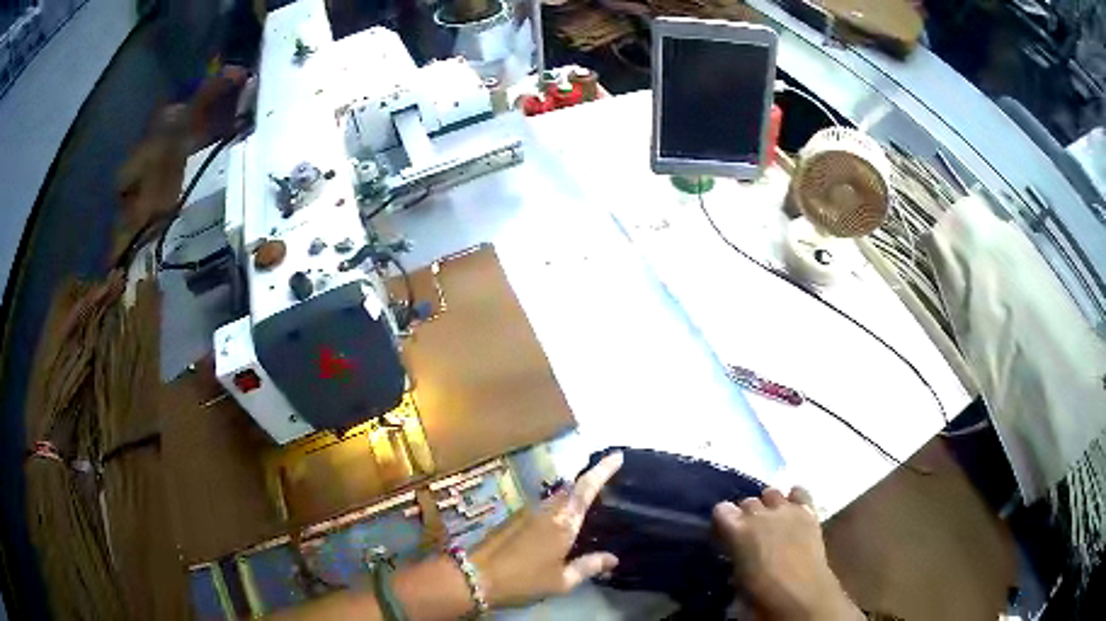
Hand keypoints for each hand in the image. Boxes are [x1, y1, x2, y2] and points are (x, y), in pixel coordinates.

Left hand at [471, 452, 622, 607]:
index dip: (602, 470)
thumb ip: (588, 567)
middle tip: (609, 479)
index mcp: (563, 523)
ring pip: (557, 497)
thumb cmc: (524, 580)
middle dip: (590, 480)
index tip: (617, 455)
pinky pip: (544, 507)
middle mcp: (547, 510)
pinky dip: (558, 507)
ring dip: (573, 494)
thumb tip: (613, 559)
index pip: (586, 489)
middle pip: (572, 488)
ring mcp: (527, 512)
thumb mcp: (561, 581)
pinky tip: (562, 521)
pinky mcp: (514, 519)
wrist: (476, 577)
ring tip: (590, 501)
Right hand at [713, 487, 863, 620]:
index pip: (721, 509)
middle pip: (748, 501)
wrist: (802, 595)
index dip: (723, 522)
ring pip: (772, 493)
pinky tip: (792, 510)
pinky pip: (799, 492)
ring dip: (769, 505)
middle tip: (749, 534)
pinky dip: (794, 499)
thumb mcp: (736, 578)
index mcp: (737, 530)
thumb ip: (735, 555)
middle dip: (747, 514)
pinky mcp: (809, 512)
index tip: (725, 535)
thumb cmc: (760, 595)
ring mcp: (786, 510)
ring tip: (771, 521)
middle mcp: (760, 513)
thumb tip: (736, 552)